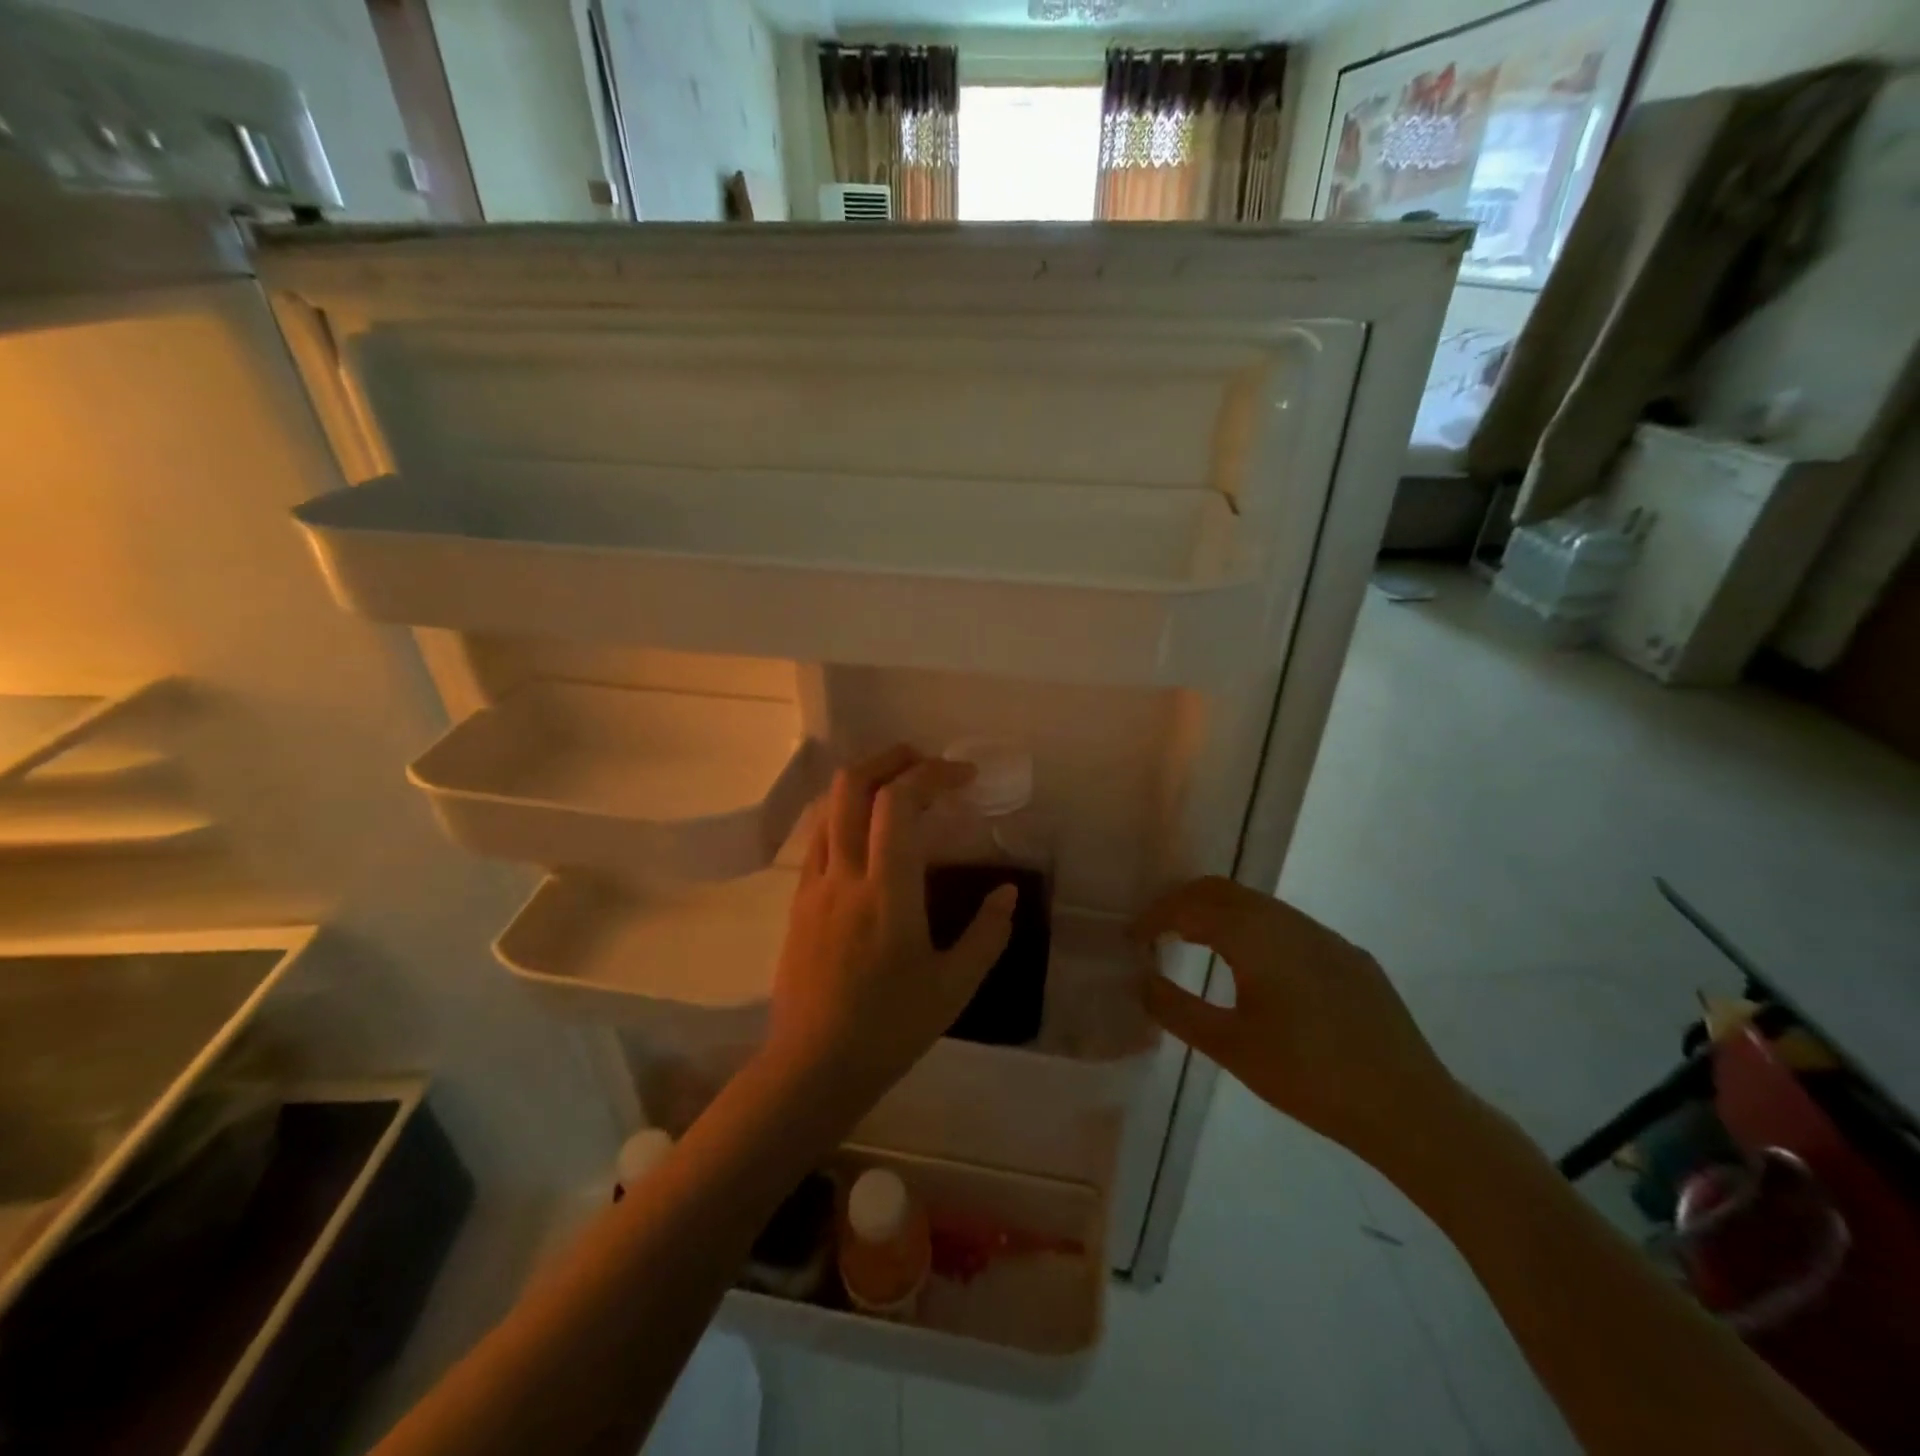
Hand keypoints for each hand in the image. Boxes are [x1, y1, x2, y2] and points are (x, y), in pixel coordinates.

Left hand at [766, 745, 1016, 1112]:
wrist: (812, 1066)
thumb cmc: (889, 1028)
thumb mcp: (954, 987)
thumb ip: (987, 934)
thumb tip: (1007, 892)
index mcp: (887, 891)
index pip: (898, 802)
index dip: (931, 774)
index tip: (963, 776)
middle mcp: (844, 874)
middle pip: (851, 785)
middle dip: (889, 758)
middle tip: (925, 762)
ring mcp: (814, 885)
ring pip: (828, 806)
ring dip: (864, 782)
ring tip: (898, 789)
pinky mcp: (798, 902)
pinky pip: (819, 837)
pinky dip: (844, 814)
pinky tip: (868, 834)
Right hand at [1135, 877, 1459, 1179]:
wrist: (1409, 1109)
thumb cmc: (1309, 1078)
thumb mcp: (1231, 1048)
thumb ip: (1177, 1009)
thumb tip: (1141, 981)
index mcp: (1259, 937)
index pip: (1192, 906)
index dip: (1156, 916)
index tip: (1133, 938)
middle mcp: (1291, 922)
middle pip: (1224, 891)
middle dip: (1184, 904)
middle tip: (1158, 934)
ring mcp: (1325, 936)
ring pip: (1258, 906)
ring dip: (1220, 915)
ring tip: (1196, 945)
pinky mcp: (1349, 956)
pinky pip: (1288, 925)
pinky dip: (1254, 930)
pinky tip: (1255, 969)